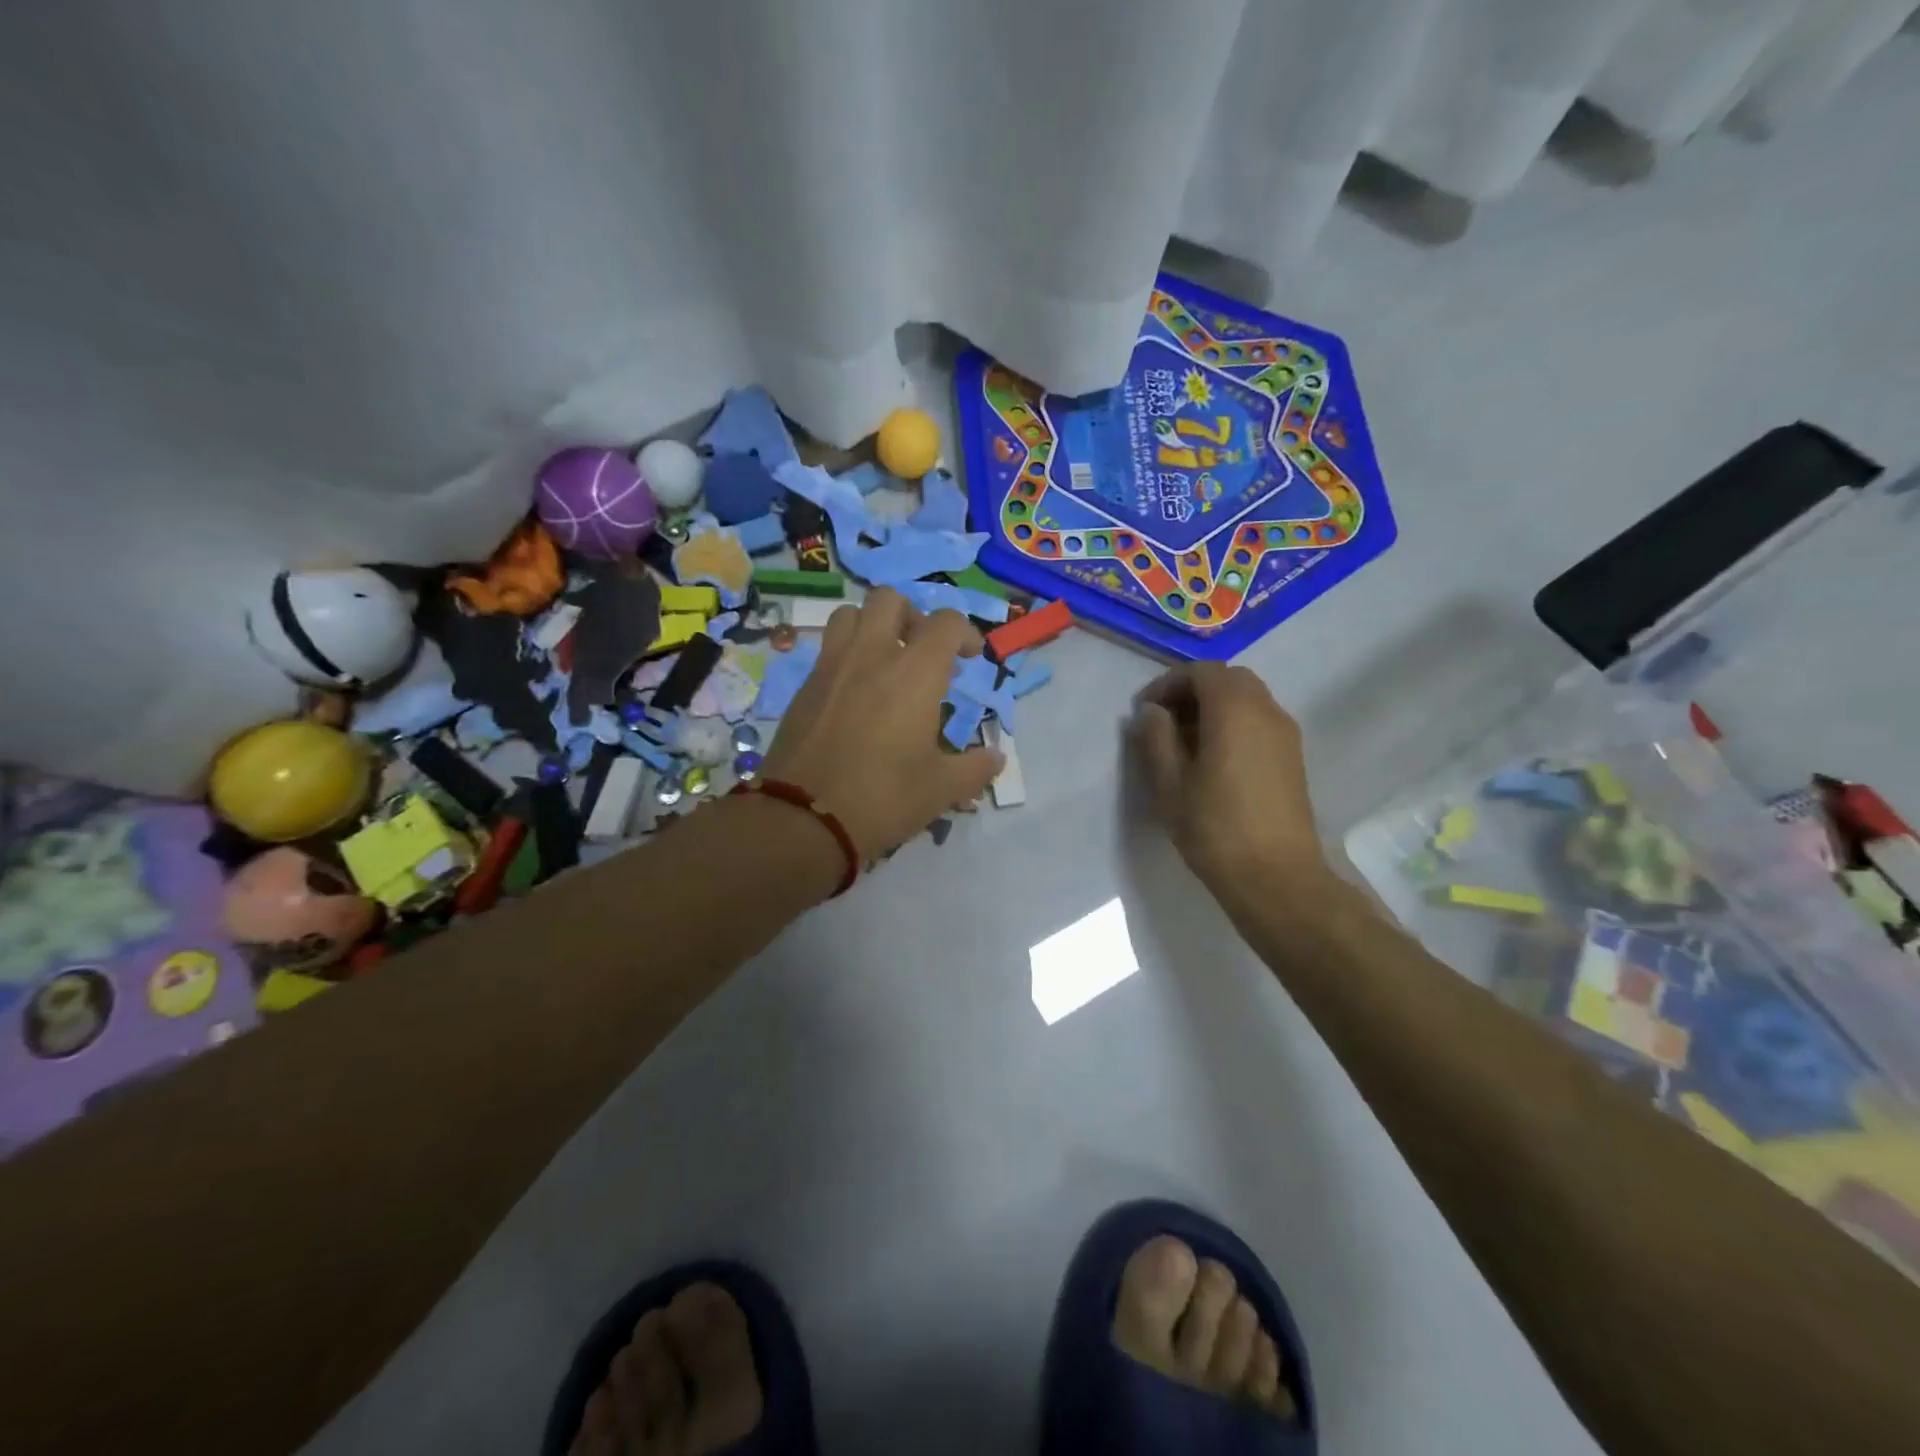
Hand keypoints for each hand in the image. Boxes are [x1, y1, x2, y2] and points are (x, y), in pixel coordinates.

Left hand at [760, 588, 1003, 860]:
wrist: (802, 818)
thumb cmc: (882, 798)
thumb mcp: (940, 789)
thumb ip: (975, 768)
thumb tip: (997, 758)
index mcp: (914, 672)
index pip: (945, 622)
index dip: (964, 632)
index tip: (970, 658)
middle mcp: (871, 655)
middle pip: (890, 599)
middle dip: (912, 615)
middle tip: (922, 652)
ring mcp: (831, 666)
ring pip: (850, 614)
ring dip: (872, 626)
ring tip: (884, 662)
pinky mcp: (803, 687)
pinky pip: (827, 650)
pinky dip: (846, 656)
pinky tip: (855, 694)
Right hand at [1129, 663, 1332, 904]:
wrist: (1276, 877)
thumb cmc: (1214, 828)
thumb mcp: (1169, 783)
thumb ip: (1156, 738)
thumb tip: (1152, 712)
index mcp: (1234, 710)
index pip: (1201, 671)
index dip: (1168, 683)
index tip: (1144, 711)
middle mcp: (1266, 710)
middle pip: (1228, 679)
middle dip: (1192, 690)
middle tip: (1163, 721)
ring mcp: (1285, 733)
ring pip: (1247, 699)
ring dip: (1214, 707)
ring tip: (1184, 742)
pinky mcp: (1292, 757)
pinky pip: (1259, 720)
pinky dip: (1233, 723)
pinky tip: (1212, 758)